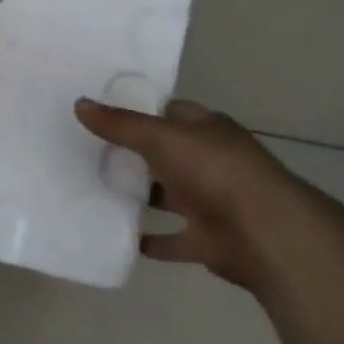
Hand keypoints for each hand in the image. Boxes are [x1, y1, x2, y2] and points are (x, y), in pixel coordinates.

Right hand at [74, 97, 307, 292]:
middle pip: (166, 154)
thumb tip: (79, 104)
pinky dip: (150, 240)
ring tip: (95, 192)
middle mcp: (211, 162)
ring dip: (141, 196)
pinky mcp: (207, 239)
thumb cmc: (214, 171)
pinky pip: (172, 239)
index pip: (169, 112)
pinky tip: (118, 236)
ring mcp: (211, 202)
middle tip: (88, 154)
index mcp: (206, 130)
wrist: (264, 233)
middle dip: (133, 155)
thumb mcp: (160, 138)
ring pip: (168, 195)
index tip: (102, 115)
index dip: (139, 111)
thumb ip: (120, 124)